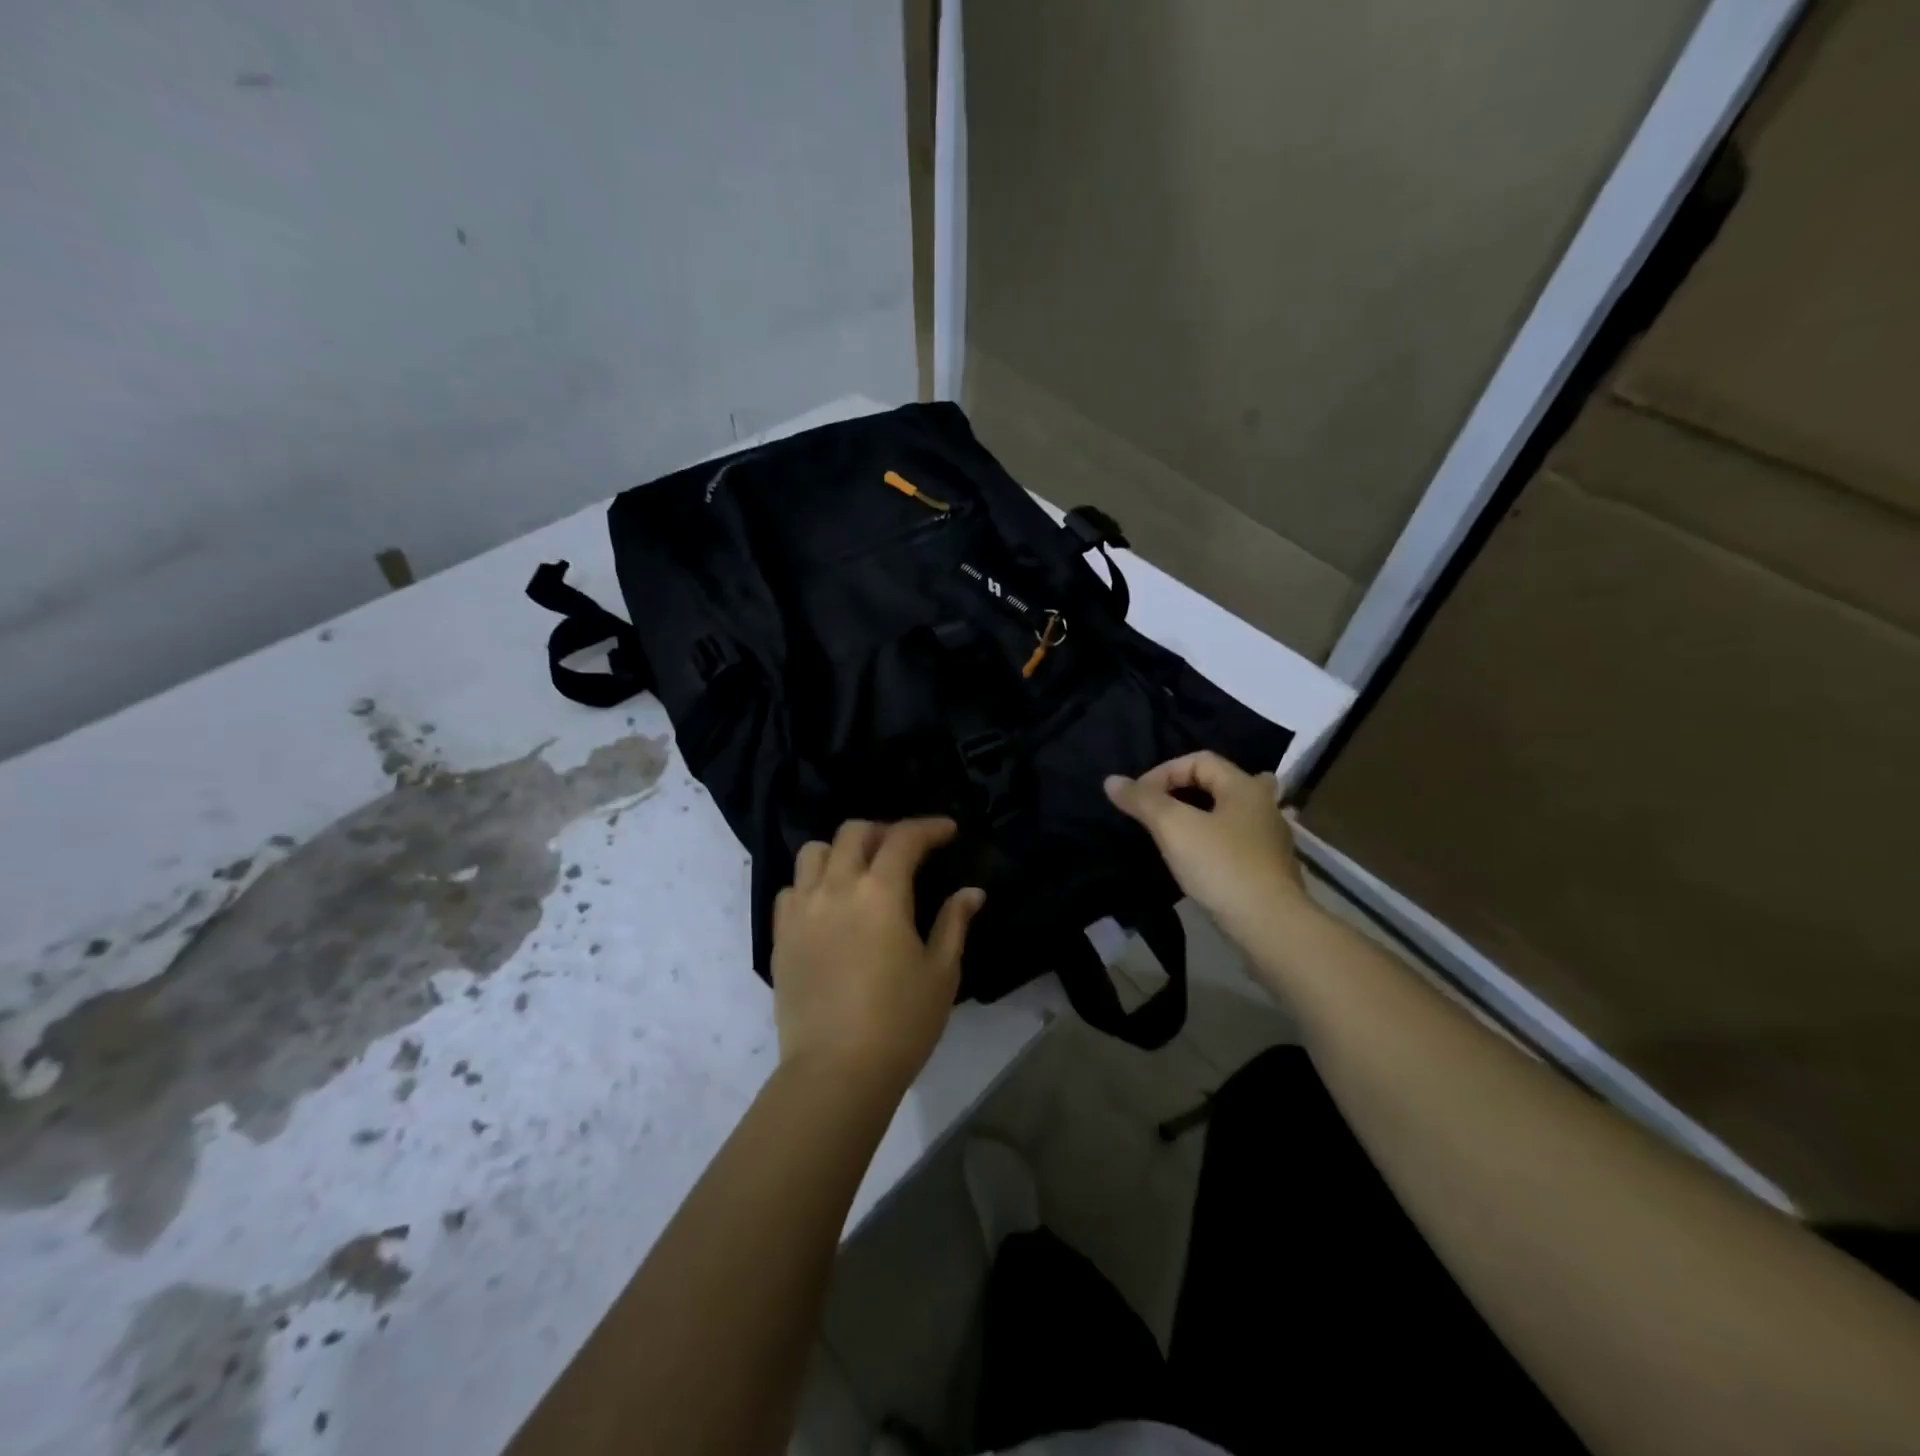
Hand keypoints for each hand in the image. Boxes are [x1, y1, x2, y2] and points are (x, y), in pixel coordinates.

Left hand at [771, 817, 985, 1094]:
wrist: (836, 1071)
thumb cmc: (900, 1023)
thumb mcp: (941, 972)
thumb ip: (954, 923)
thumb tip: (972, 893)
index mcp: (881, 893)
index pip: (904, 838)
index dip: (929, 827)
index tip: (947, 831)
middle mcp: (836, 888)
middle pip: (854, 832)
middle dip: (884, 831)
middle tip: (905, 849)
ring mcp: (802, 910)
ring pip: (814, 853)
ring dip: (841, 851)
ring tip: (860, 871)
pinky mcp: (781, 936)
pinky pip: (790, 890)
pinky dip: (811, 884)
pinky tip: (828, 905)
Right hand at [1105, 752, 1309, 942]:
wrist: (1269, 925)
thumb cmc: (1221, 866)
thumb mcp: (1173, 827)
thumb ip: (1143, 800)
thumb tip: (1112, 781)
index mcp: (1244, 787)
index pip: (1199, 760)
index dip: (1163, 772)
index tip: (1139, 799)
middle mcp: (1264, 805)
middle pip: (1221, 782)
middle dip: (1188, 789)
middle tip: (1161, 806)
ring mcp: (1273, 839)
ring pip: (1233, 813)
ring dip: (1206, 814)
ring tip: (1180, 828)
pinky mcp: (1271, 869)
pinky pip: (1239, 840)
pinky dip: (1217, 839)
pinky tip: (1203, 857)